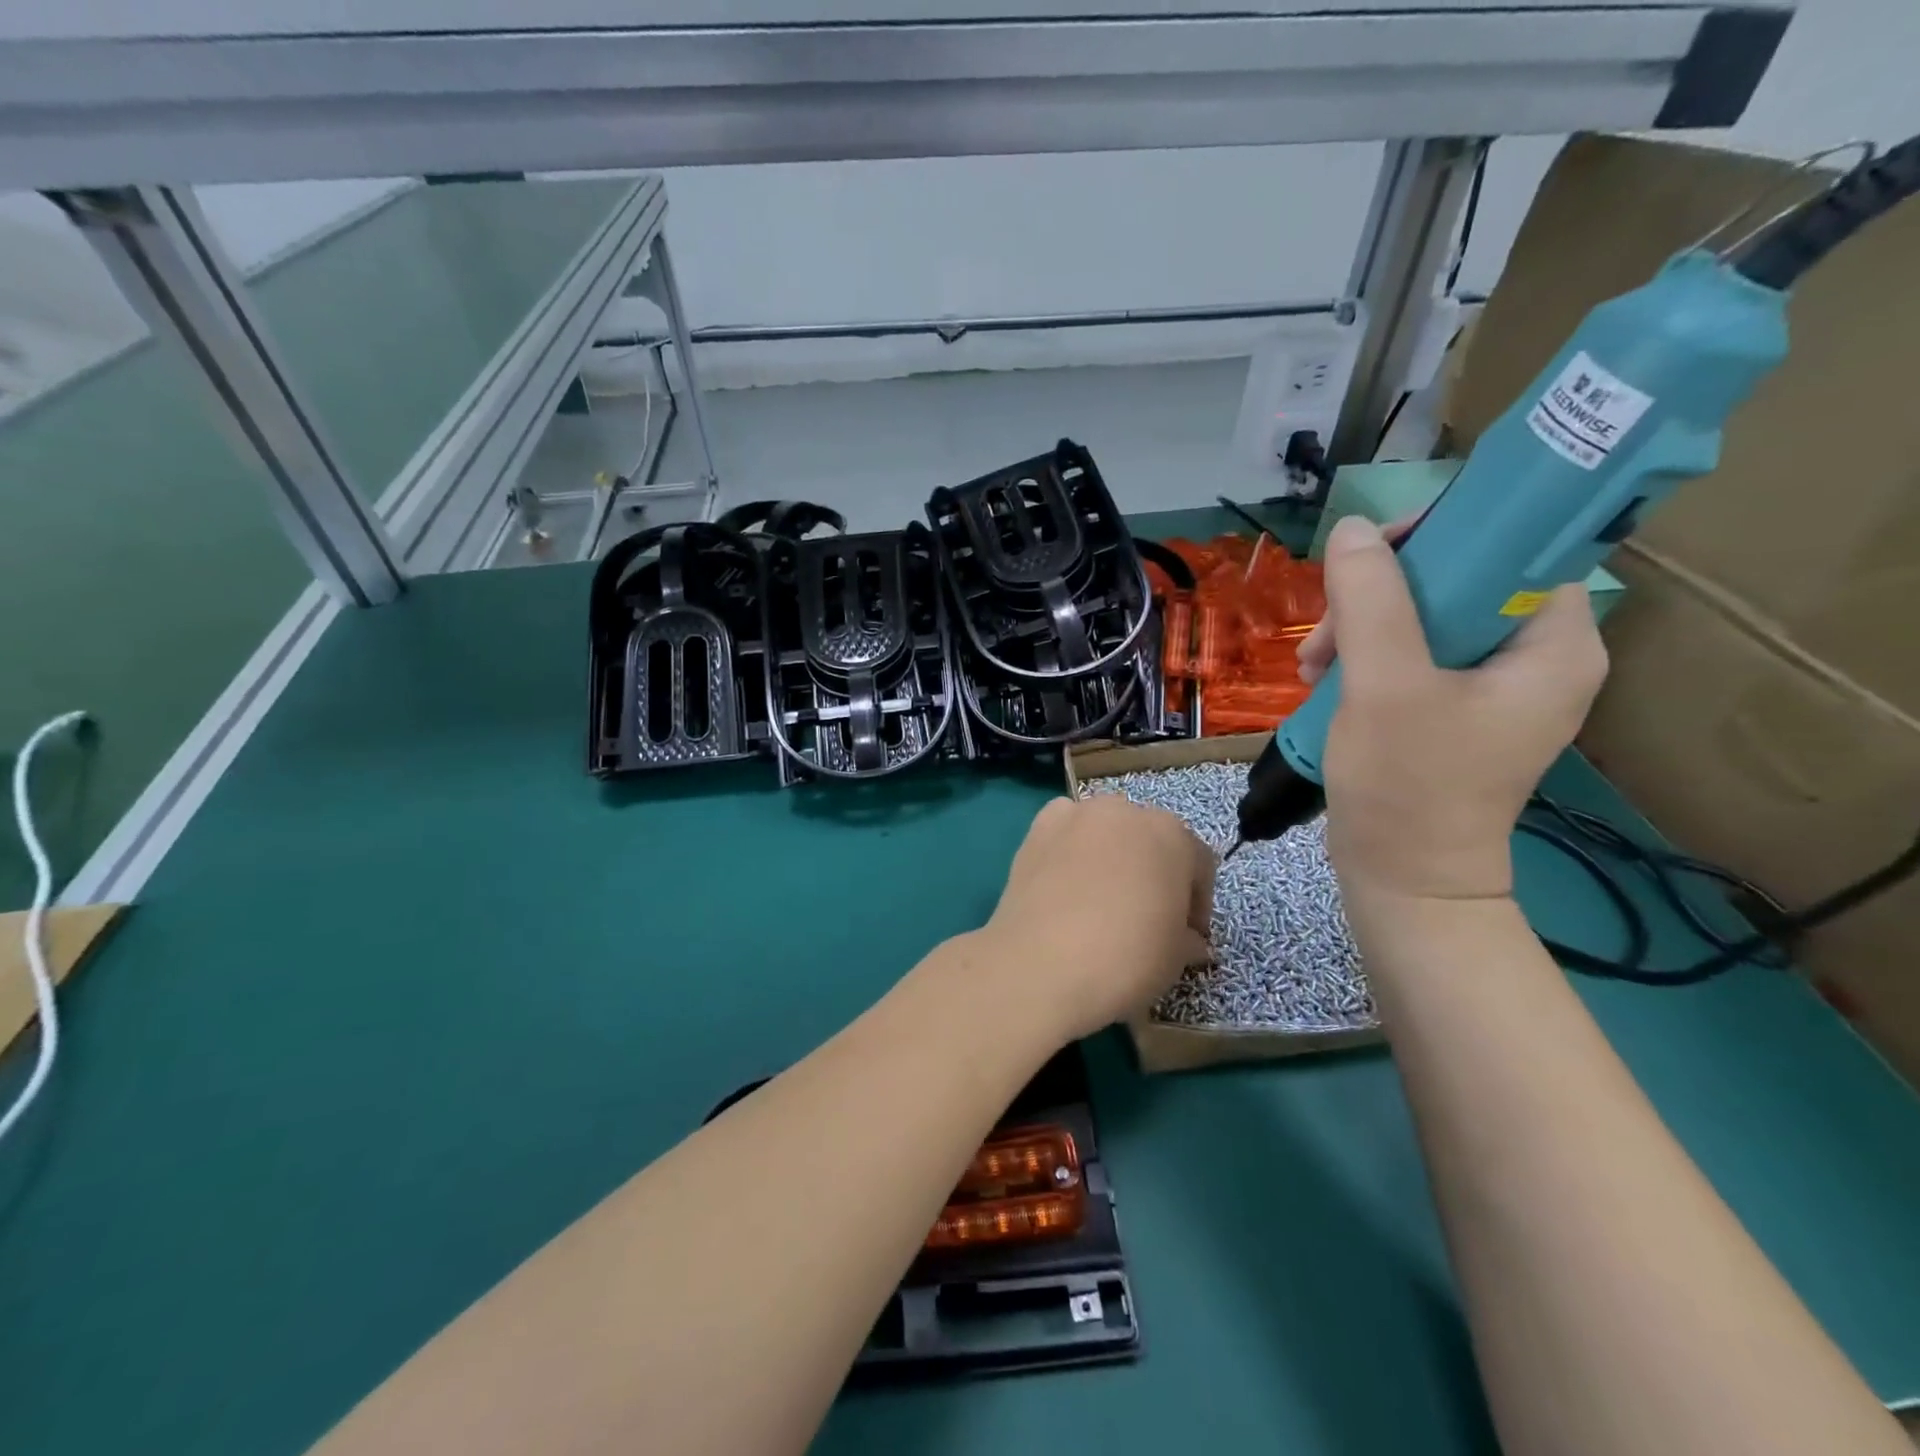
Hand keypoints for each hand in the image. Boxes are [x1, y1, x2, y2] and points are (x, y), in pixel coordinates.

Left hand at [981, 796, 1213, 1042]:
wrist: (1043, 964)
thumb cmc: (1127, 958)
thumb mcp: (1176, 957)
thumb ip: (1187, 938)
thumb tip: (1189, 940)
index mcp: (1172, 834)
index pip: (1197, 863)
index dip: (1196, 903)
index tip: (1189, 936)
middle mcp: (1124, 811)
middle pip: (1148, 839)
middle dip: (1151, 872)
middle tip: (1145, 915)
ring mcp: (1076, 814)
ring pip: (1104, 831)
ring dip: (1109, 856)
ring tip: (1100, 899)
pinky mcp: (1036, 828)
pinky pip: (1064, 832)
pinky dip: (1069, 849)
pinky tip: (1065, 884)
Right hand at [1305, 515, 1608, 903]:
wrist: (1404, 879)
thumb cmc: (1408, 785)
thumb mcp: (1386, 686)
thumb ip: (1371, 601)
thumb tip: (1351, 529)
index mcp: (1553, 645)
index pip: (1514, 548)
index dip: (1443, 536)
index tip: (1372, 558)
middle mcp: (1534, 658)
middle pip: (1457, 582)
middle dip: (1379, 597)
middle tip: (1327, 631)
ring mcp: (1491, 688)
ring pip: (1422, 619)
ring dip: (1360, 629)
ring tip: (1313, 667)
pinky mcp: (1453, 711)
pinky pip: (1410, 655)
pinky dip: (1364, 659)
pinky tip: (1324, 681)